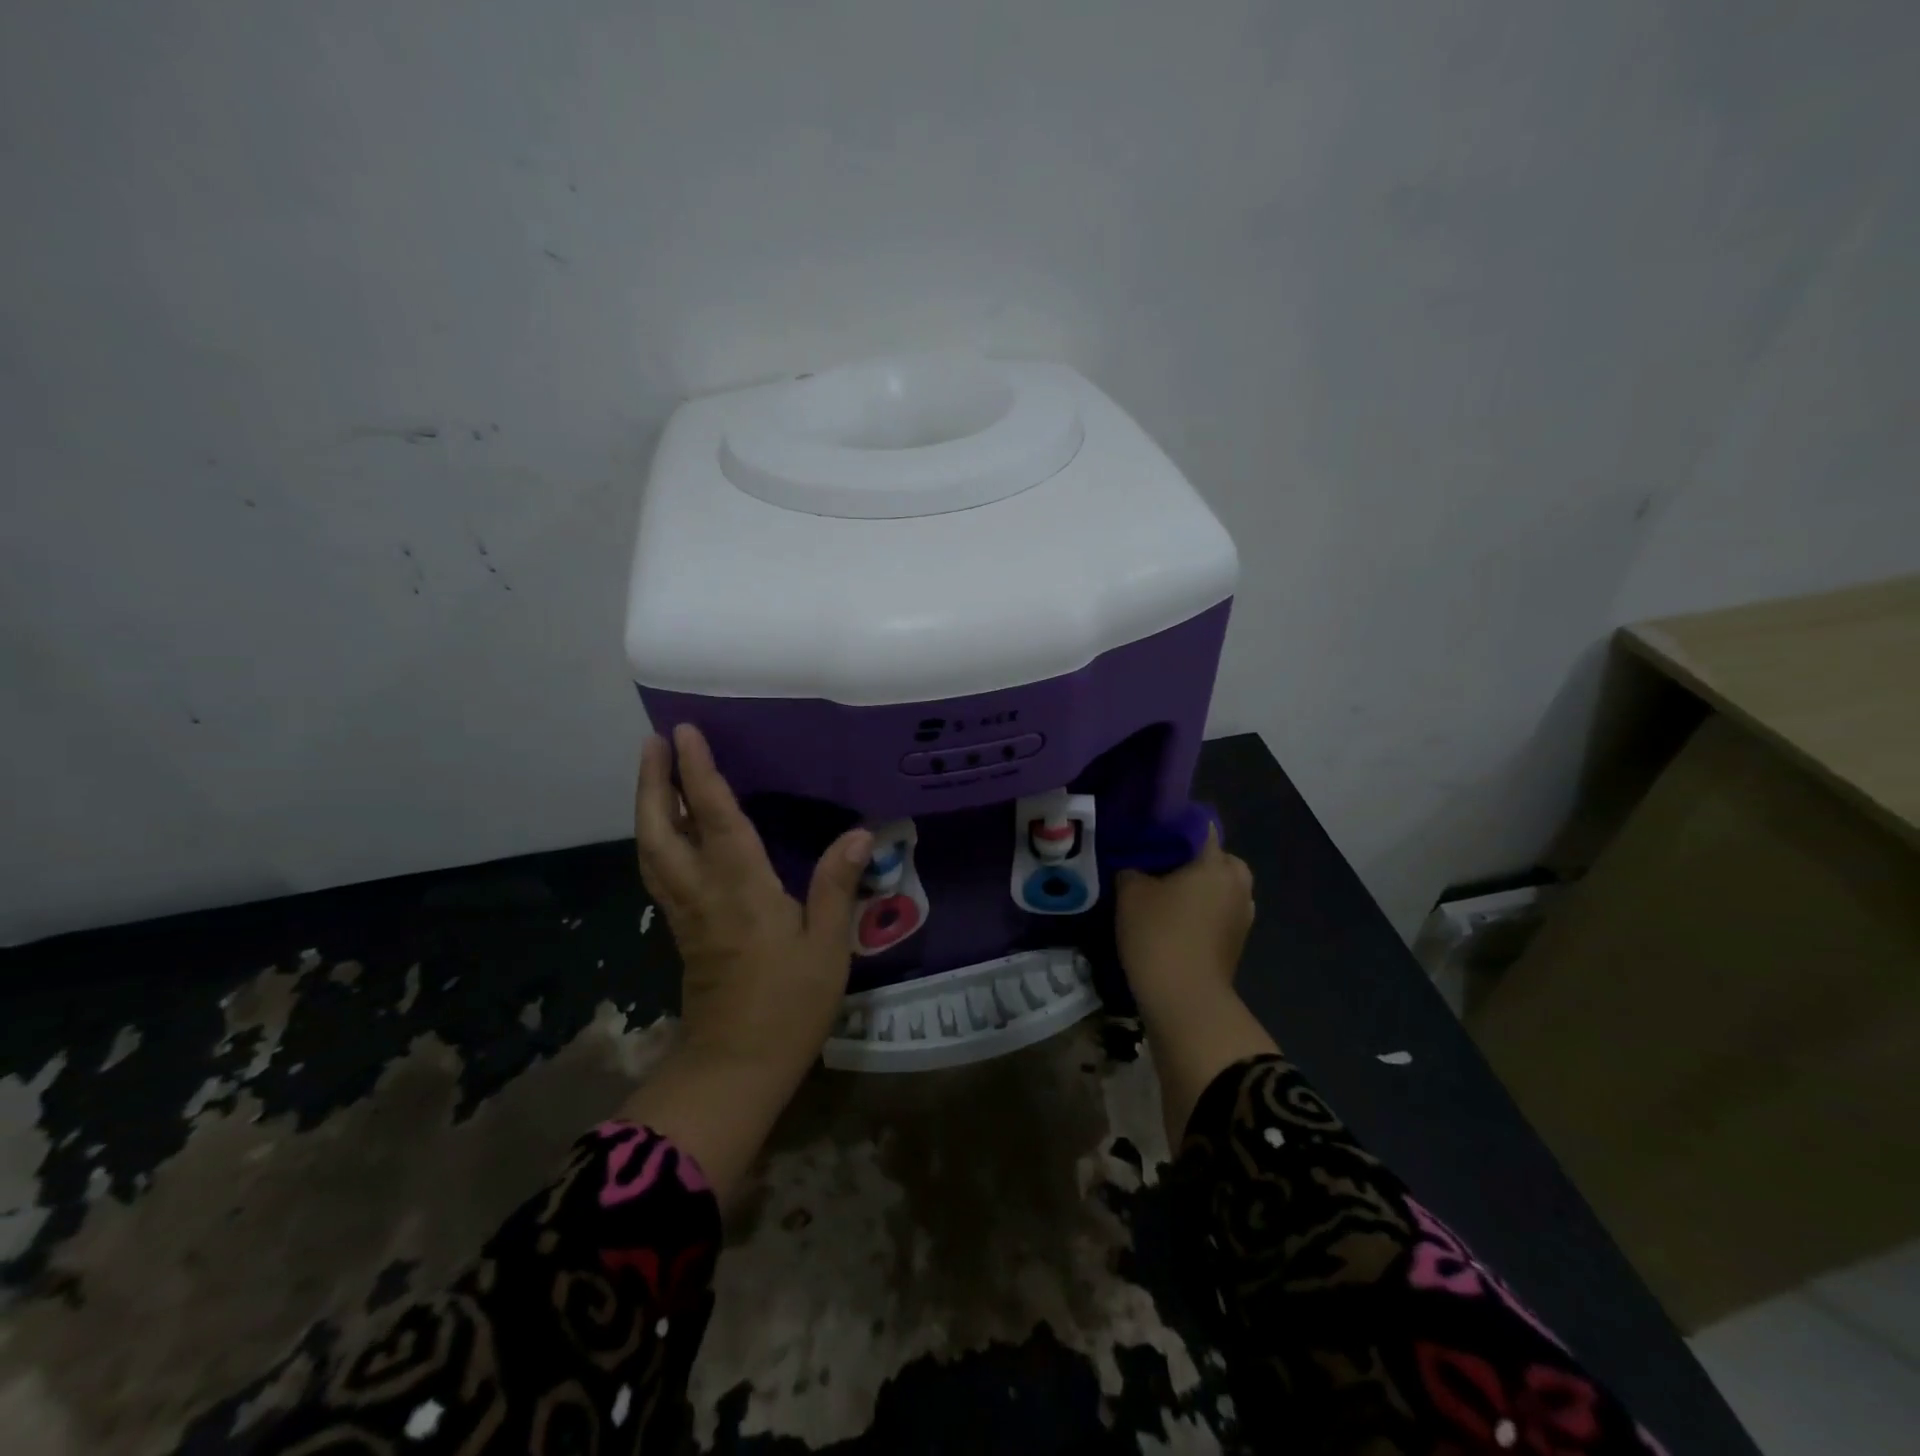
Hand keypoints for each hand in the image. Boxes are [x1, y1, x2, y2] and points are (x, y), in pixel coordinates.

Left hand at [621, 724, 870, 1206]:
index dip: (697, 772)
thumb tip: (858, 832)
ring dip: (647, 806)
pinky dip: (655, 837)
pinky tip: (666, 831)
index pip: (712, 817)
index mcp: (739, 888)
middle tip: (654, 742)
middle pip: (660, 828)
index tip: (683, 732)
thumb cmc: (789, 1005)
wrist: (736, 1067)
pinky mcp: (682, 930)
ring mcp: (684, 912)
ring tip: (654, 773)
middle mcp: (701, 891)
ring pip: (651, 849)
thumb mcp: (827, 946)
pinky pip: (660, 870)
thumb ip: (836, 886)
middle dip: (653, 782)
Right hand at [1115, 828, 1274, 1146]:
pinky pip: (1217, 911)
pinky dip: (1199, 911)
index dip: (1171, 826)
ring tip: (1159, 895)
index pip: (1197, 826)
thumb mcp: (1130, 892)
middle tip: (1153, 867)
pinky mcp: (1237, 940)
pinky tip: (1172, 920)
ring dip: (1194, 887)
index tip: (1146, 834)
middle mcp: (1237, 882)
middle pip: (1212, 857)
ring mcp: (1243, 914)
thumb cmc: (1159, 934)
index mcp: (1216, 862)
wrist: (1184, 1000)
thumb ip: (1132, 867)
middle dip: (1187, 859)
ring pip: (1216, 886)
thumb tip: (1136, 865)